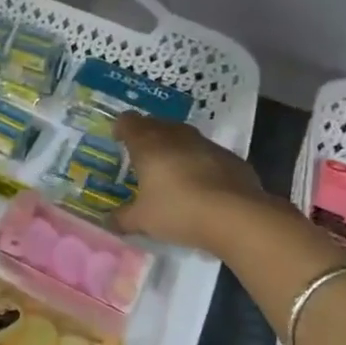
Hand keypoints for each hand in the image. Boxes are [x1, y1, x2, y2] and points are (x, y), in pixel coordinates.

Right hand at [112, 115, 267, 252]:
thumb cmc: (178, 211)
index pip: (128, 122)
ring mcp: (206, 144)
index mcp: (148, 144)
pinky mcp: (230, 157)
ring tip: (170, 168)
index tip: (118, 139)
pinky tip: (200, 184)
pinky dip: (198, 162)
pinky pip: (206, 153)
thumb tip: (108, 222)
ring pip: (183, 136)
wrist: (236, 216)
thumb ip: (122, 219)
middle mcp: (176, 136)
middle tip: (141, 155)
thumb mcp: (143, 220)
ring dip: (174, 146)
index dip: (121, 128)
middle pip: (156, 124)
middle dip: (146, 135)